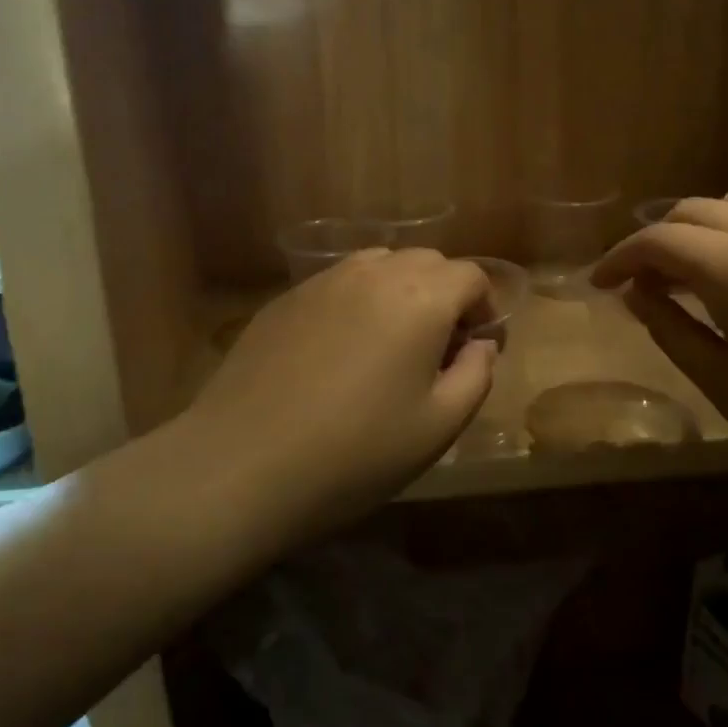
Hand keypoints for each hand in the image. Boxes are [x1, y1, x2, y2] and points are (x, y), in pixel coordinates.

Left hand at [181, 249, 497, 533]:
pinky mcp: (285, 298)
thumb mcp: (438, 427)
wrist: (243, 464)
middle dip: (445, 295)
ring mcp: (322, 281)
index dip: (484, 308)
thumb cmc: (355, 453)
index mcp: (420, 298)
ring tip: (389, 343)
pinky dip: (357, 300)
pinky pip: (338, 283)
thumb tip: (481, 345)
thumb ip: (476, 376)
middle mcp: (373, 273)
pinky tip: (339, 350)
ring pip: (379, 265)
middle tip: (437, 349)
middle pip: (426, 261)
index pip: (470, 275)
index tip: (476, 348)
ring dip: (400, 291)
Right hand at [590, 187, 727, 518]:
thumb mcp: (722, 382)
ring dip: (701, 225)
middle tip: (641, 283)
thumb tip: (635, 293)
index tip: (599, 283)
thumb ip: (669, 327)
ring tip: (692, 269)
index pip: (660, 240)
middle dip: (656, 240)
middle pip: (694, 211)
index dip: (620, 258)